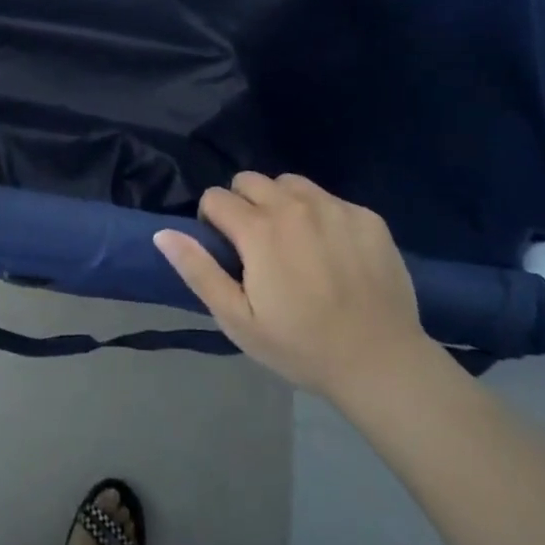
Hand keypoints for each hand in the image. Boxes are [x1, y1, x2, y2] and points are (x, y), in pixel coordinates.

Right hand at [154, 172, 434, 399]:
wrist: (382, 364)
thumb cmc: (301, 346)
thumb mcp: (238, 320)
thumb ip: (198, 271)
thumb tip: (163, 233)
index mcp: (259, 229)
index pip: (216, 197)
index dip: (212, 221)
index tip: (227, 251)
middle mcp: (294, 205)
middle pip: (250, 180)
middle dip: (244, 205)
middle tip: (257, 246)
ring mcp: (334, 207)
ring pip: (290, 183)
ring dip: (281, 203)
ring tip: (293, 242)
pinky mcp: (367, 216)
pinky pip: (330, 199)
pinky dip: (321, 215)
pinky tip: (333, 252)